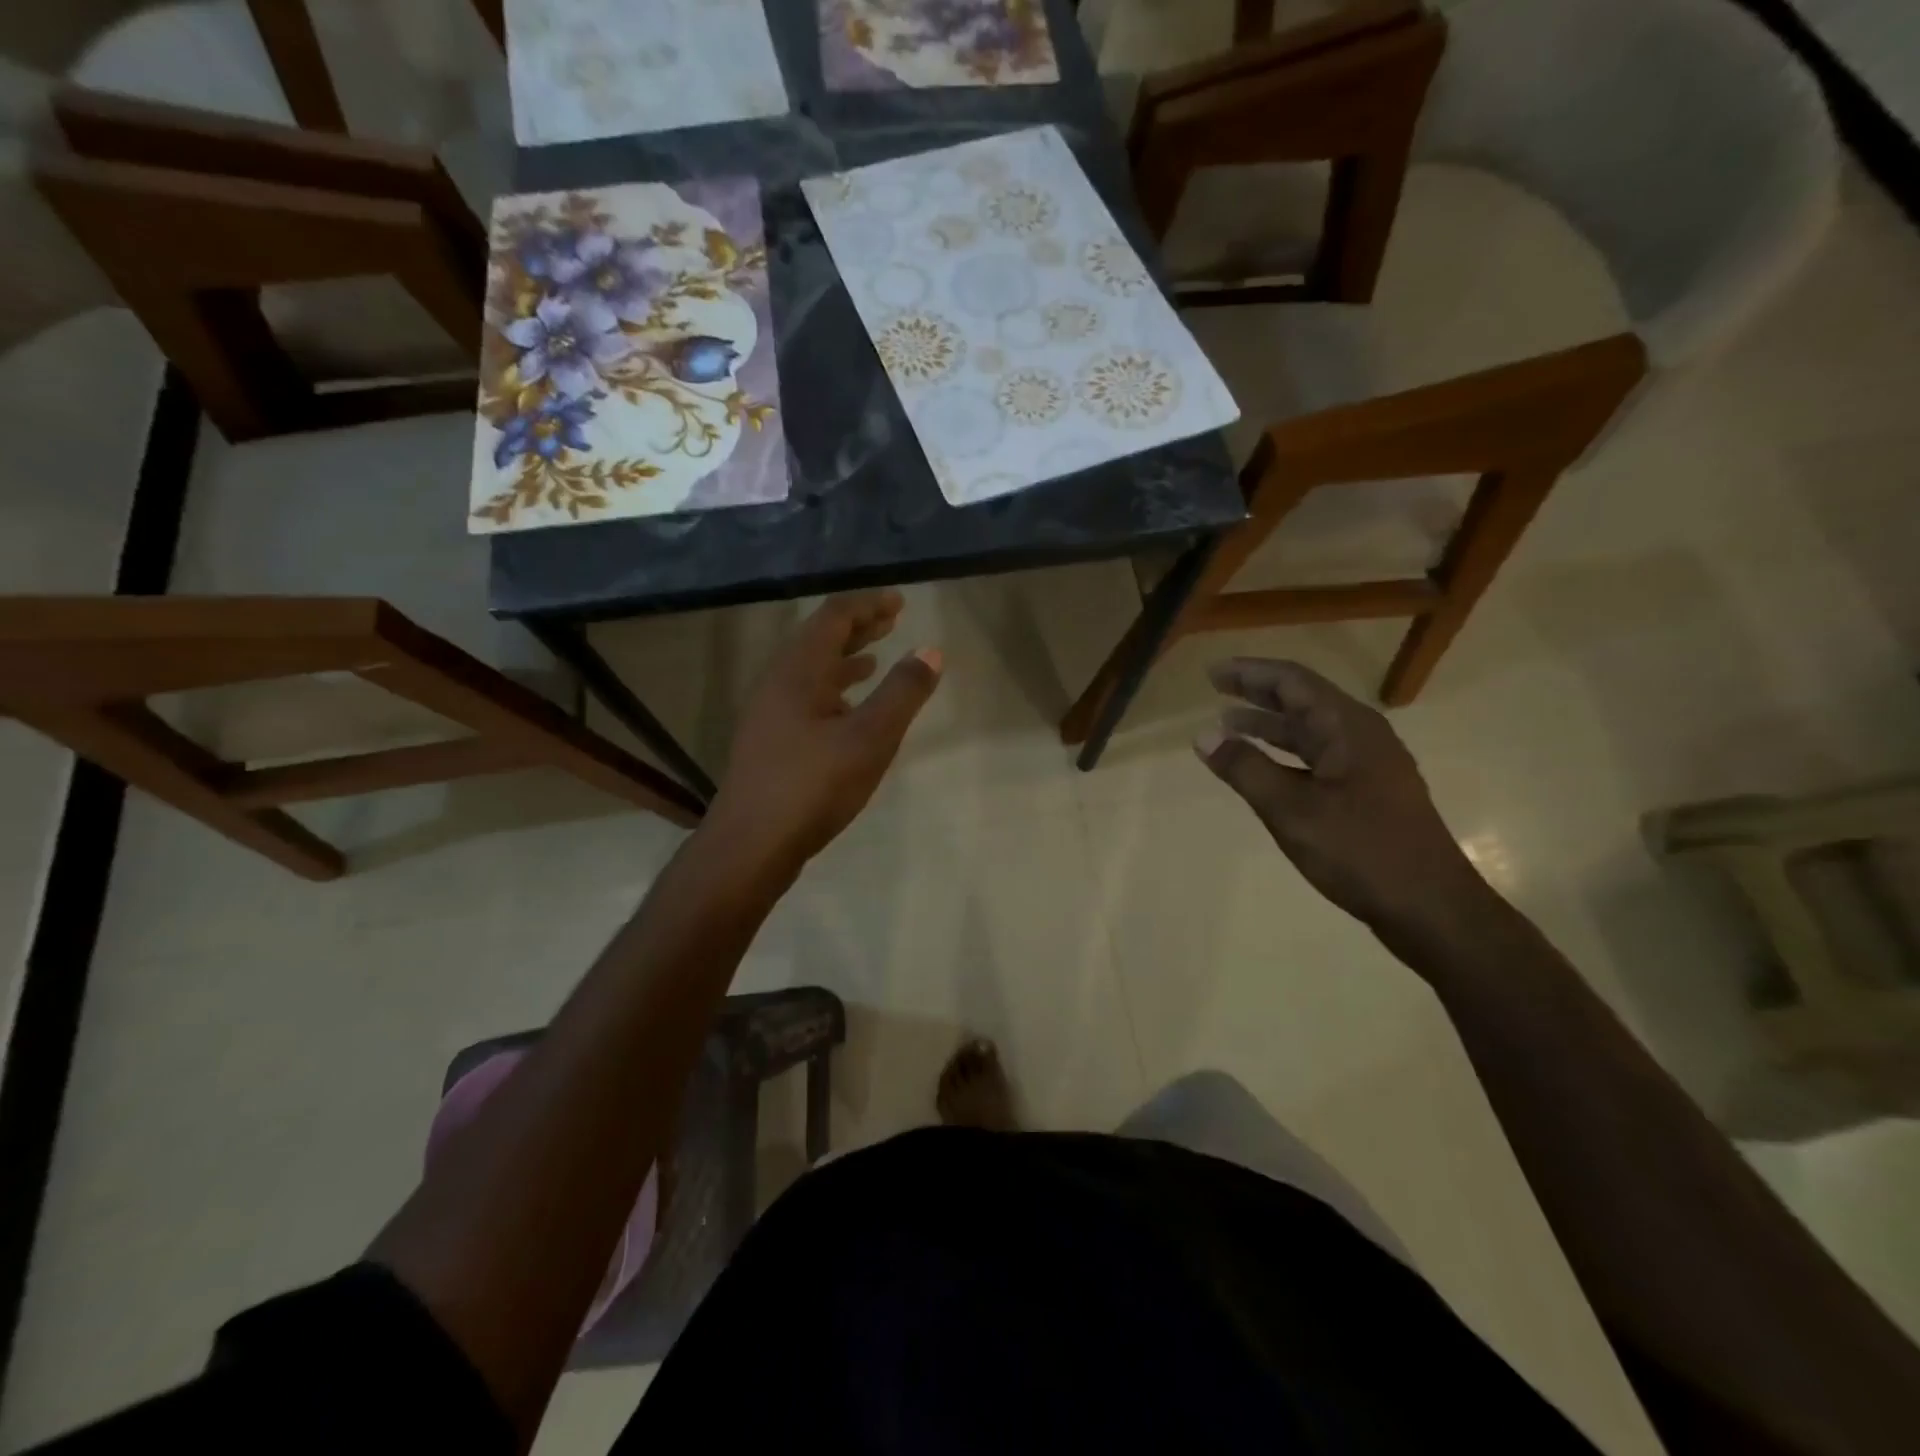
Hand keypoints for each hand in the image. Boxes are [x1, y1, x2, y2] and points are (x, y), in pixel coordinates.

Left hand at [705, 591, 941, 871]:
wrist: (750, 845)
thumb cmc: (813, 786)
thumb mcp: (870, 738)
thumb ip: (902, 693)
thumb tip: (930, 651)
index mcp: (798, 671)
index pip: (834, 618)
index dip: (868, 605)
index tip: (899, 601)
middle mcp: (778, 683)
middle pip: (819, 640)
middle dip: (857, 627)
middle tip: (892, 620)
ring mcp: (769, 714)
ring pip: (811, 672)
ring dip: (844, 660)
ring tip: (875, 659)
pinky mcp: (769, 741)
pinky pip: (805, 698)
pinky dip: (833, 692)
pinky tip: (849, 711)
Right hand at [1194, 658, 1486, 934]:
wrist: (1431, 908)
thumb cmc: (1361, 851)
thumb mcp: (1292, 810)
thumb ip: (1245, 768)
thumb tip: (1203, 735)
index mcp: (1348, 728)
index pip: (1292, 681)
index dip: (1250, 672)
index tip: (1212, 672)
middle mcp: (1361, 737)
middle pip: (1303, 700)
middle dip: (1258, 693)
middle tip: (1215, 688)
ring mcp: (1367, 766)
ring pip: (1310, 732)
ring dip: (1269, 725)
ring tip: (1228, 724)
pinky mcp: (1367, 794)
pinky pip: (1317, 759)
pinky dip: (1284, 755)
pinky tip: (1264, 768)